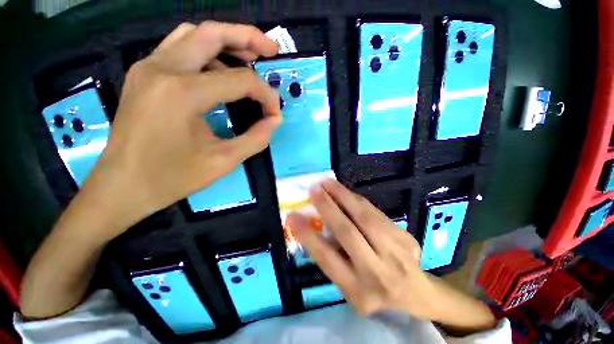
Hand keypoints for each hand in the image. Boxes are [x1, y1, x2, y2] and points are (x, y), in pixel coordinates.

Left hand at [83, 22, 280, 234]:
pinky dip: (207, 51)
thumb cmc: (172, 178)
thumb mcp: (224, 161)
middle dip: (248, 37)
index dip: (265, 95)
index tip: (275, 112)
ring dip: (226, 41)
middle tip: (272, 49)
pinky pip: (180, 47)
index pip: (240, 80)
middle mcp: (162, 69)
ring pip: (194, 34)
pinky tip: (220, 69)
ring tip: (250, 56)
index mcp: (182, 93)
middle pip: (212, 33)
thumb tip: (274, 120)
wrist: (123, 186)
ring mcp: (148, 67)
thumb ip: (256, 138)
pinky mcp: (145, 74)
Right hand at [288, 180, 495, 334]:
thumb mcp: (348, 287)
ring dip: (342, 196)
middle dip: (327, 208)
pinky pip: (374, 212)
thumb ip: (332, 259)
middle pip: (348, 233)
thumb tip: (311, 227)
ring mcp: (396, 253)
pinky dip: (355, 199)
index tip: (292, 216)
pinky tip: (343, 190)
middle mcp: (378, 273)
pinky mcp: (405, 236)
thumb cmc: (373, 291)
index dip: (307, 235)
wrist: (415, 292)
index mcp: (358, 291)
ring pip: (364, 217)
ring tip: (327, 182)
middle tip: (313, 190)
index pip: (327, 259)